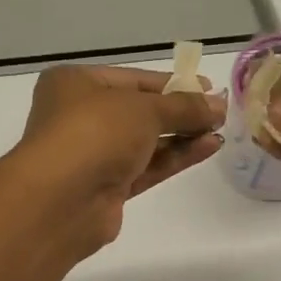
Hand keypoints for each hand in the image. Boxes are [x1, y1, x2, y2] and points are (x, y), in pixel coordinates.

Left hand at [13, 64, 225, 251]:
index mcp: (75, 84)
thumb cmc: (95, 133)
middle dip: (180, 113)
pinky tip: (207, 148)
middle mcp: (79, 117)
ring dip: (182, 136)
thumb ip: (184, 107)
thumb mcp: (144, 109)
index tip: (208, 88)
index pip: (132, 80)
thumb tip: (218, 106)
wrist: (61, 199)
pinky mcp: (107, 188)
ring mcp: (93, 155)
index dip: (172, 84)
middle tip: (219, 114)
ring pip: (144, 142)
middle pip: (139, 112)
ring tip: (219, 132)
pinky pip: (146, 167)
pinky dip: (175, 158)